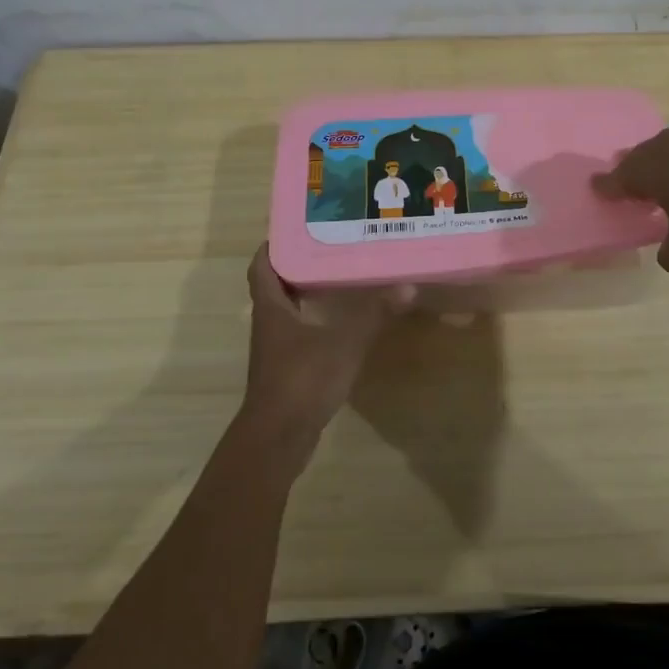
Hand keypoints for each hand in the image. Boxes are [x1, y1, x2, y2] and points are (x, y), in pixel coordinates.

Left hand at [239, 245, 409, 459]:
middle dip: (299, 266)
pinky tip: (342, 322)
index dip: (273, 246)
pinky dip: (316, 321)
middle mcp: (268, 324)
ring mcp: (276, 350)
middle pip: (277, 286)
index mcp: (272, 309)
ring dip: (308, 294)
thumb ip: (373, 315)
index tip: (297, 229)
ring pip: (289, 311)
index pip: (261, 267)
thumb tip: (407, 286)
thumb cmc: (302, 380)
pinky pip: (300, 334)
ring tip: (341, 278)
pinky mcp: (288, 370)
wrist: (278, 439)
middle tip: (331, 248)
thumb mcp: (344, 343)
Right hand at [593, 118, 668, 271]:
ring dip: (665, 159)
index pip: (614, 180)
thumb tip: (666, 258)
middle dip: (633, 169)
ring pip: (668, 145)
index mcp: (645, 173)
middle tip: (632, 181)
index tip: (596, 187)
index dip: (605, 187)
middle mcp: (662, 147)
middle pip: (638, 157)